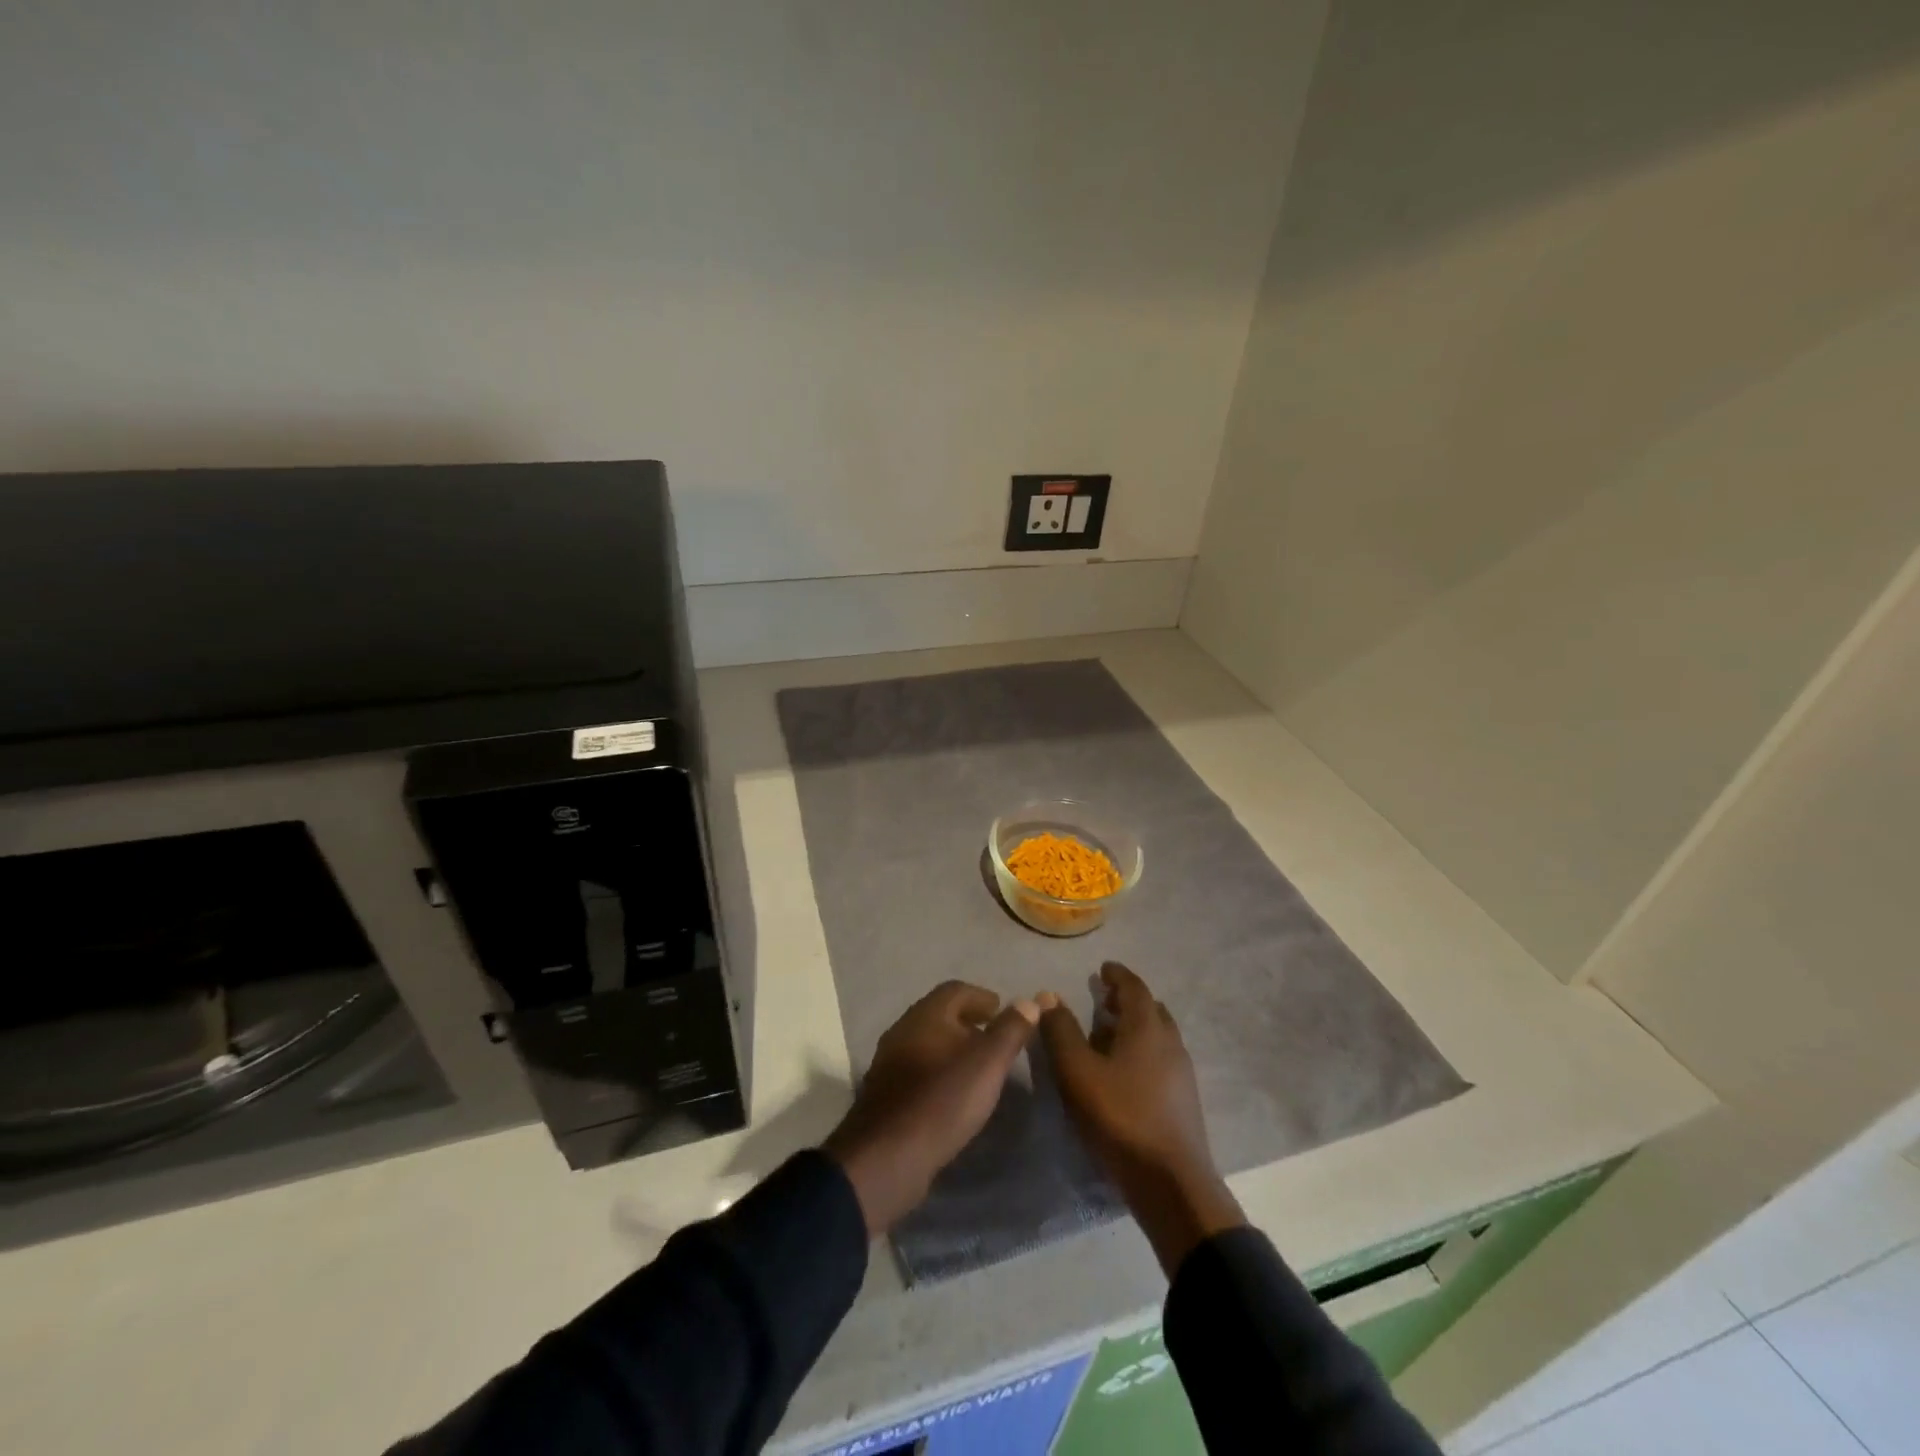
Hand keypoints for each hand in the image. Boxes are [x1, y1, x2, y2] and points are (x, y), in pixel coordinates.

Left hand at [823, 981, 1038, 1234]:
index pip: (956, 990)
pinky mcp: (886, 1093)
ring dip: (954, 1048)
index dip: (982, 997)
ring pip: (928, 1042)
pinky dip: (940, 1071)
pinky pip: (919, 1069)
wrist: (887, 1156)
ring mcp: (890, 1062)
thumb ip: (1010, 1030)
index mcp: (926, 1014)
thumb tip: (1030, 1001)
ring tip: (980, 1068)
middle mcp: (903, 1030)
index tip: (1003, 1011)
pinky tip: (954, 1094)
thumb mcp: (987, 1063)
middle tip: (995, 1038)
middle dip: (969, 1022)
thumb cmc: (943, 1100)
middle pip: (940, 1014)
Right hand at [1039, 962, 1244, 1275]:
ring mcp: (1182, 1073)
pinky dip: (1143, 1050)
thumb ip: (1061, 1032)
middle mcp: (1170, 1042)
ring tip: (1109, 1034)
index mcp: (1147, 1028)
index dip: (1117, 975)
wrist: (1171, 1182)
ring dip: (1136, 1026)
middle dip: (1127, 1000)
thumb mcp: (1078, 1072)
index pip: (1134, 987)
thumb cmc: (1120, 1118)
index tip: (1103, 968)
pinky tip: (1125, 1071)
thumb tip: (1048, 996)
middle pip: (1151, 1009)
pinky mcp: (1184, 1100)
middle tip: (1103, 999)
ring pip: (1159, 1035)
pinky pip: (1162, 1058)